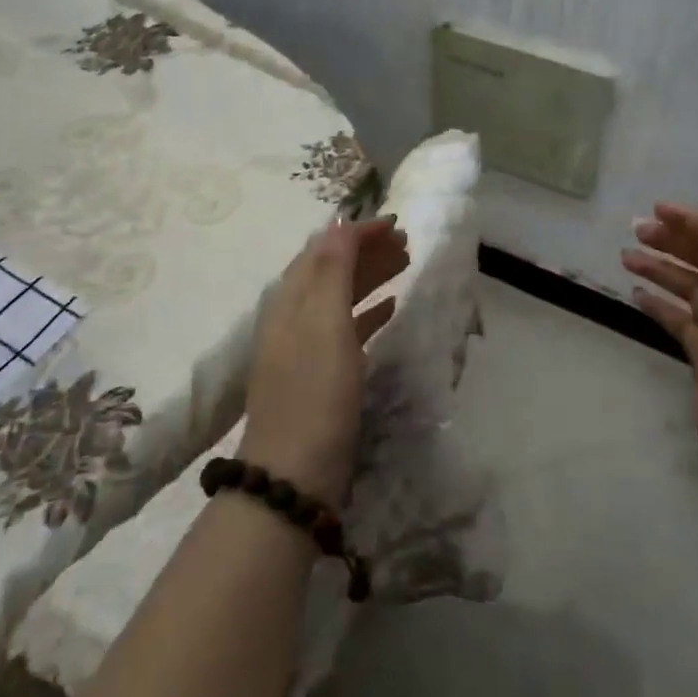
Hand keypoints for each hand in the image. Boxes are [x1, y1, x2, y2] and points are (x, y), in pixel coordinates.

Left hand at [239, 217, 407, 505]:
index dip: (357, 232)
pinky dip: (369, 311)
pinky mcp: (320, 374)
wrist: (294, 473)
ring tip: (405, 265)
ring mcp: (306, 347)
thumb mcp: (325, 324)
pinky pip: (347, 327)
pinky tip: (391, 308)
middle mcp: (294, 317)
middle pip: (331, 270)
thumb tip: (340, 223)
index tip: (396, 223)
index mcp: (290, 300)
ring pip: (341, 296)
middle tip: (407, 242)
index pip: (323, 249)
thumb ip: (333, 271)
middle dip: (367, 251)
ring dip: (371, 276)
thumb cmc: (315, 393)